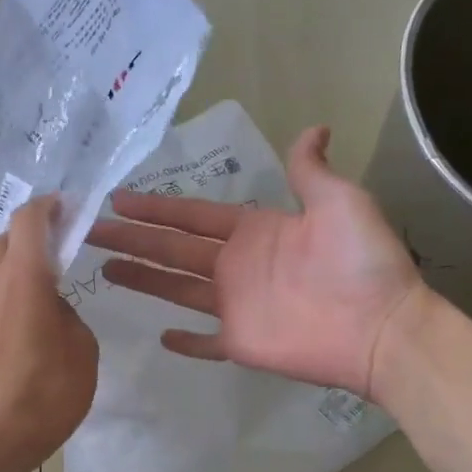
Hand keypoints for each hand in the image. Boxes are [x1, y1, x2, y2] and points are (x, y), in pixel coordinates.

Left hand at [0, 195, 98, 471]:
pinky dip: (1, 303)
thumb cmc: (40, 399)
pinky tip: (17, 337)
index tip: (66, 208)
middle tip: (58, 254)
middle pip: (6, 242)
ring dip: (15, 273)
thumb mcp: (82, 357)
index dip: (48, 206)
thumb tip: (53, 312)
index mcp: (25, 281)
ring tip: (40, 302)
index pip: (29, 220)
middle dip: (31, 237)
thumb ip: (70, 320)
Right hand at [87, 127, 427, 400]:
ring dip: (142, 279)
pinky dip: (185, 343)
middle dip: (132, 238)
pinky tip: (159, 336)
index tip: (119, 198)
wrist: (381, 327)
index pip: (192, 216)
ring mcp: (235, 307)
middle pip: (172, 249)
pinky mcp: (240, 343)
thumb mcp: (339, 201)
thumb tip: (314, 128)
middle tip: (90, 230)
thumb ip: (310, 171)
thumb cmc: (360, 262)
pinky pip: (205, 343)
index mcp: (253, 231)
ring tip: (104, 270)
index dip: (156, 206)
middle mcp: (236, 266)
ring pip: (176, 290)